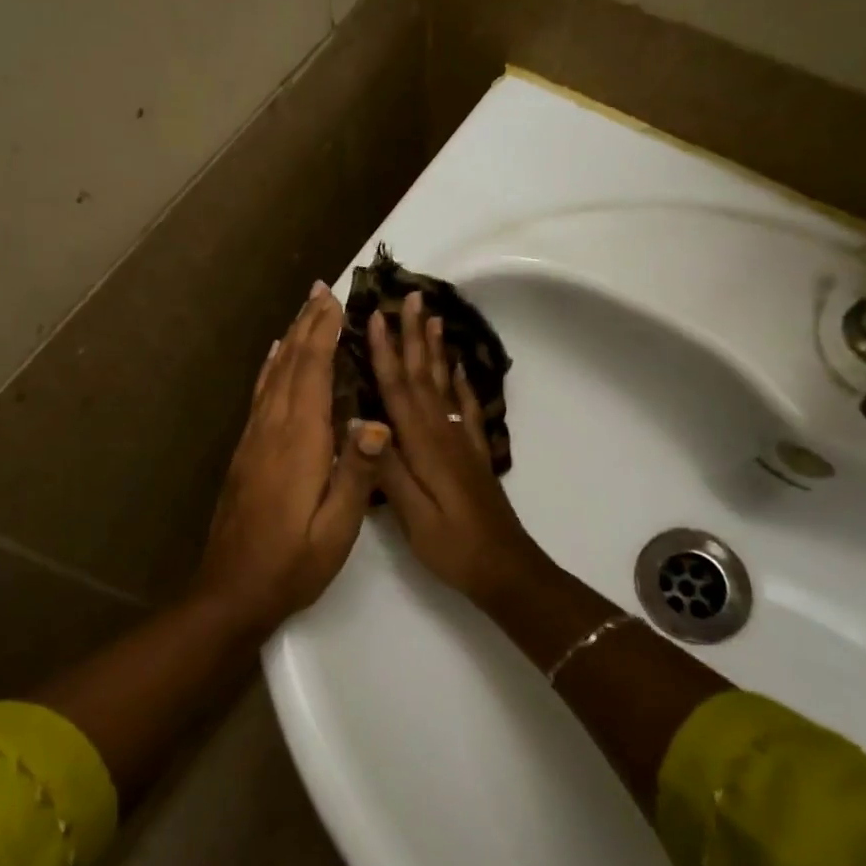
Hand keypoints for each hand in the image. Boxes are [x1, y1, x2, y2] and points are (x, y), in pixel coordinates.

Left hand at [193, 281, 391, 634]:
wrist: (231, 590)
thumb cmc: (292, 563)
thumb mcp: (336, 529)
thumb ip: (357, 474)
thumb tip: (377, 421)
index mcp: (299, 442)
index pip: (312, 372)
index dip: (323, 332)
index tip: (336, 299)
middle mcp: (272, 429)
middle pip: (290, 363)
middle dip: (307, 324)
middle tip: (321, 288)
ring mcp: (254, 438)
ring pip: (273, 374)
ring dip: (290, 339)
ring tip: (303, 311)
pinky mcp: (245, 451)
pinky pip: (260, 394)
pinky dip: (271, 367)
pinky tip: (273, 358)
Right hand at [369, 292, 549, 603]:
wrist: (506, 568)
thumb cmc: (453, 546)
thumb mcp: (414, 515)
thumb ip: (388, 469)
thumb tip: (360, 423)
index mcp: (423, 445)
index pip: (398, 388)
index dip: (384, 352)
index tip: (374, 316)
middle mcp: (443, 432)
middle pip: (423, 375)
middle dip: (413, 335)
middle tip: (411, 296)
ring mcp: (461, 440)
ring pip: (444, 383)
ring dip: (436, 348)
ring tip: (433, 317)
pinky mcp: (473, 452)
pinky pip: (466, 406)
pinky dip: (460, 381)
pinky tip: (458, 367)